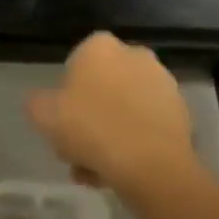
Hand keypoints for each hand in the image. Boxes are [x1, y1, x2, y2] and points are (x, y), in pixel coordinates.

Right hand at [27, 32, 197, 199]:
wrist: (150, 164)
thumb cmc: (90, 128)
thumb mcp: (42, 114)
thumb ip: (37, 102)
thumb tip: (43, 102)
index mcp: (100, 46)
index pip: (76, 64)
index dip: (66, 95)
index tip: (62, 122)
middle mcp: (134, 54)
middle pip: (102, 88)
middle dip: (89, 117)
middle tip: (77, 150)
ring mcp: (162, 83)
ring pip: (124, 110)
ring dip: (110, 134)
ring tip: (97, 171)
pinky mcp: (181, 112)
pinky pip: (146, 126)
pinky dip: (134, 144)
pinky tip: (120, 172)